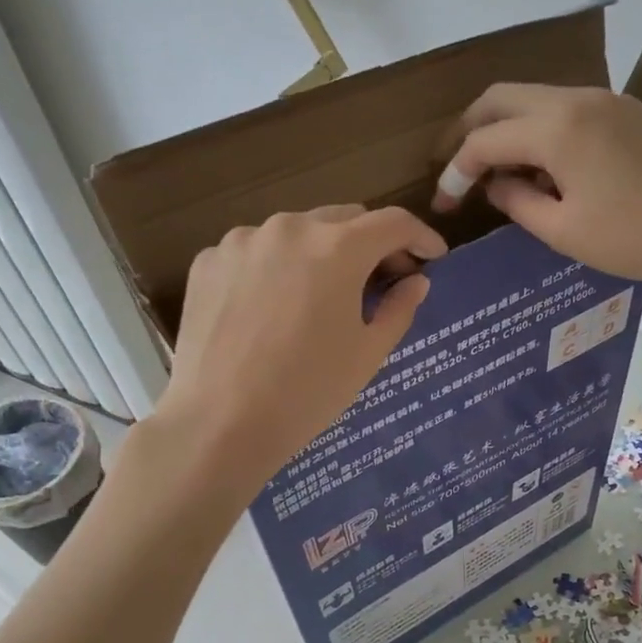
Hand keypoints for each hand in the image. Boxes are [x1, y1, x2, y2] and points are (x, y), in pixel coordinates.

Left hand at [150, 205, 445, 493]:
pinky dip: (276, 269)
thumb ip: (399, 308)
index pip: (393, 223)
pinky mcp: (208, 261)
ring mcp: (242, 240)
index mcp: (337, 248)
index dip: (420, 237)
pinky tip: (274, 309)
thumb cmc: (308, 391)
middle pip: (344, 220)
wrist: (220, 423)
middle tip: (382, 280)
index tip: (433, 257)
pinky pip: (256, 253)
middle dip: (370, 244)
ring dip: (320, 254)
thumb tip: (415, 282)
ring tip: (322, 297)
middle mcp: (289, 228)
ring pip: (297, 232)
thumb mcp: (368, 354)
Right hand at [435, 83, 641, 288]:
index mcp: (557, 128)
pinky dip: (539, 129)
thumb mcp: (563, 232)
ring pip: (534, 98)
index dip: (456, 172)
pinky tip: (541, 166)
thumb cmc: (633, 238)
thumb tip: (494, 183)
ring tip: (495, 171)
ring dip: (505, 128)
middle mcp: (576, 98)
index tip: (444, 205)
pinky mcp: (624, 111)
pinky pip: (565, 108)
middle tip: (455, 168)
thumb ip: (517, 202)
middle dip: (470, 130)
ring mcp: (604, 99)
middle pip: (502, 97)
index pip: (485, 139)